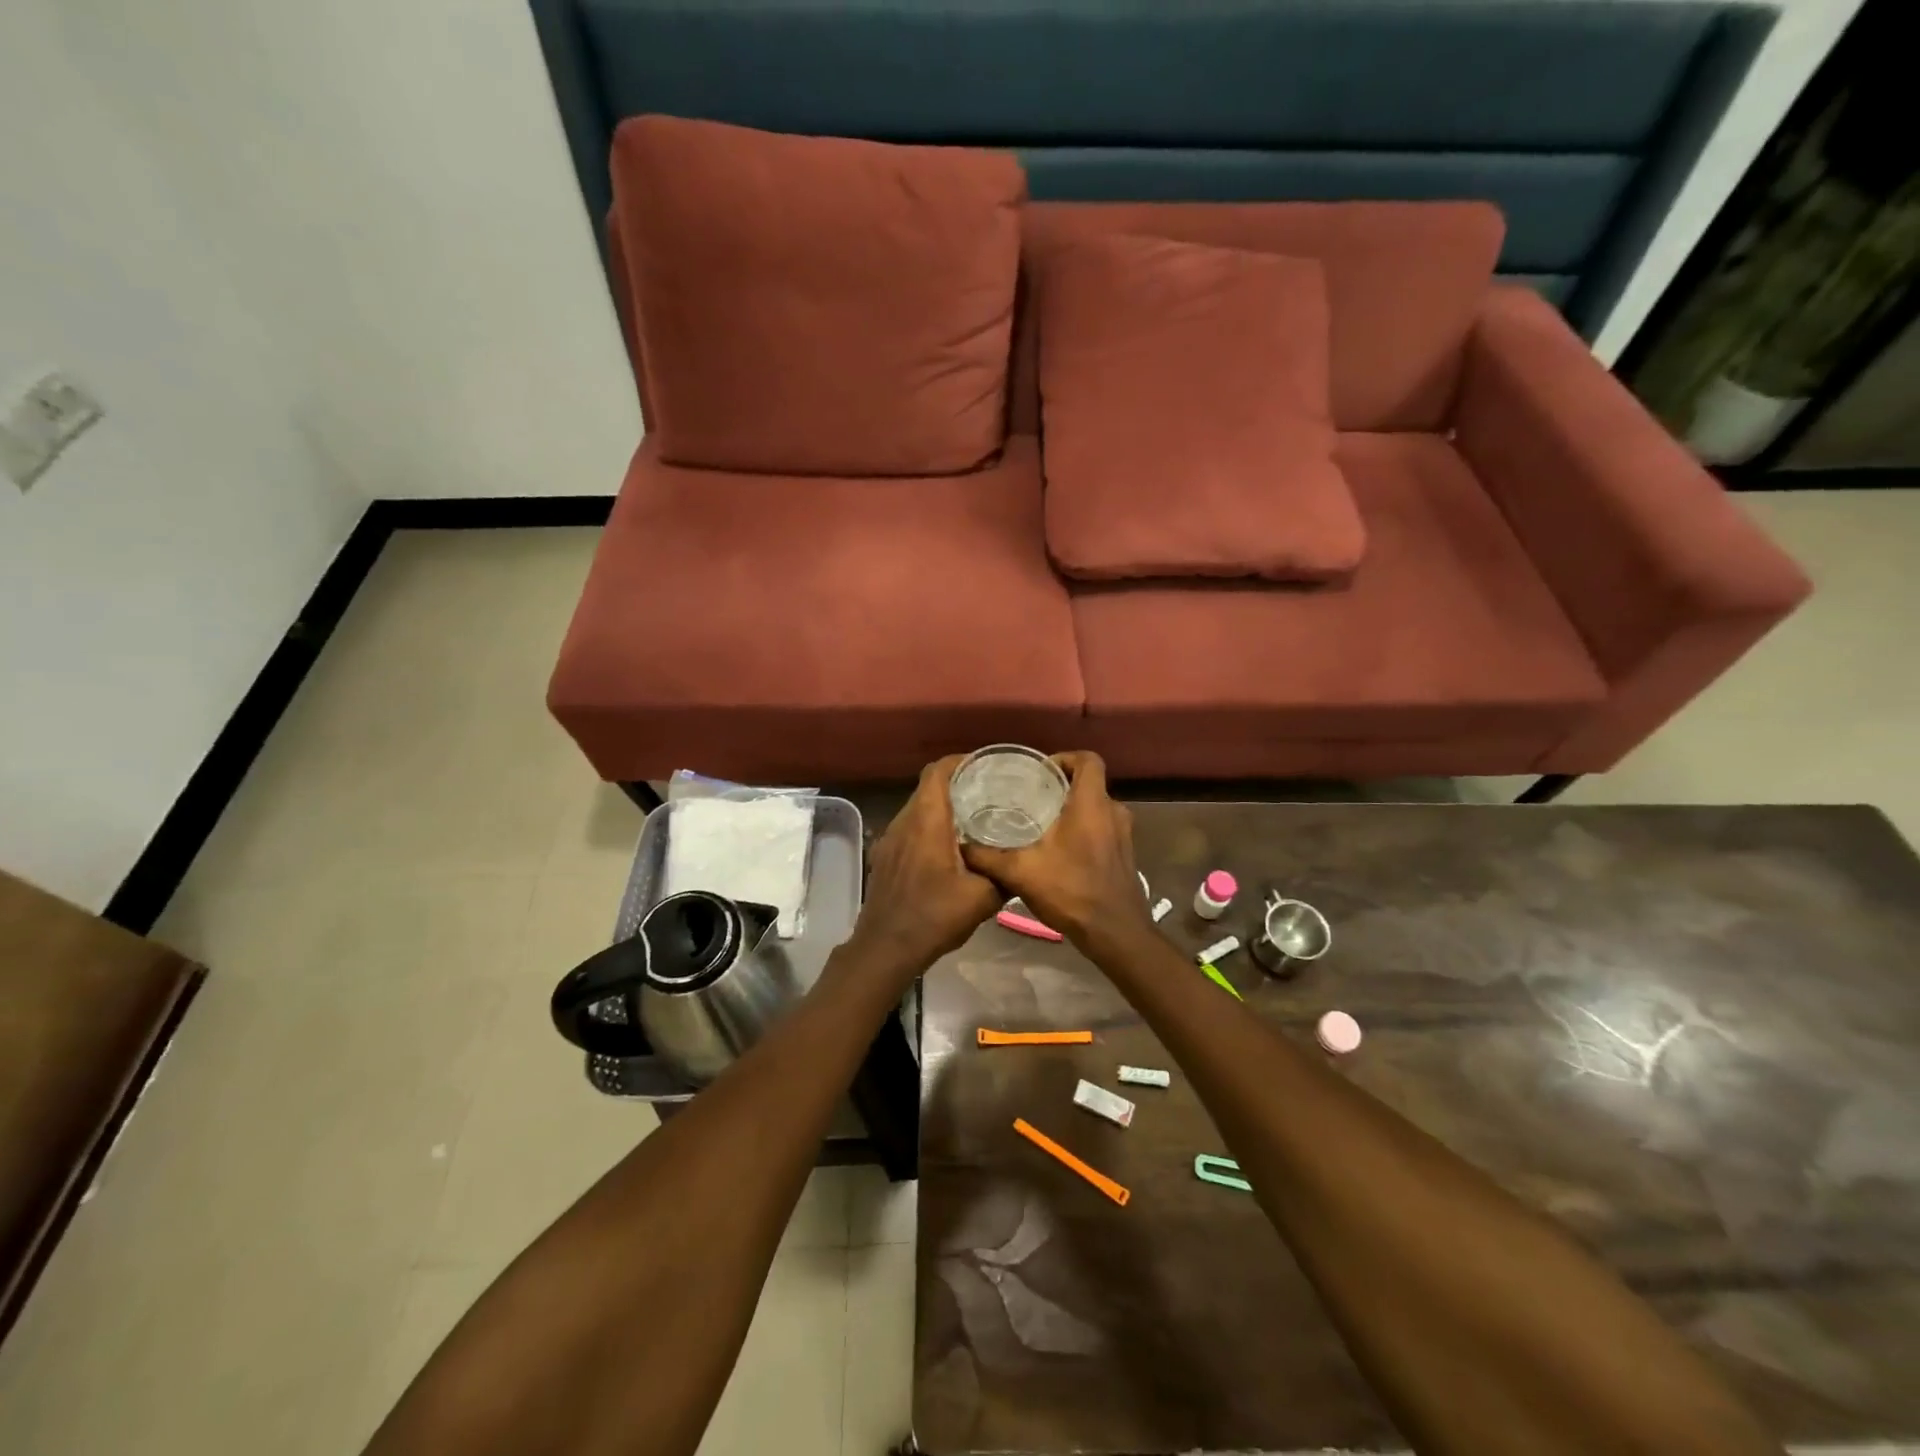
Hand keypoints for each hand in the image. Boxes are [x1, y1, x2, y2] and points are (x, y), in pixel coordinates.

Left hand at [849, 756, 1002, 972]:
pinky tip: (949, 848)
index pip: (939, 770)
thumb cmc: (934, 917)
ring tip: (974, 817)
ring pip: (917, 808)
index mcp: (927, 820)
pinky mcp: (885, 857)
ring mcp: (890, 839)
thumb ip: (1005, 874)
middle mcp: (904, 821)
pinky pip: (909, 829)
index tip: (986, 767)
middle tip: (989, 792)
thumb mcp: (983, 898)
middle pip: (928, 787)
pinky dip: (929, 827)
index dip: (961, 762)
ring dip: (942, 807)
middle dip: (957, 784)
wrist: (886, 948)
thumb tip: (1022, 862)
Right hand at [960, 752, 1152, 948]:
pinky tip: (1059, 851)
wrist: (1115, 933)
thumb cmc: (1071, 891)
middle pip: (1089, 784)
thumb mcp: (1021, 872)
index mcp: (1092, 804)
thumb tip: (961, 845)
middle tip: (1031, 797)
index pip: (1088, 759)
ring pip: (1096, 808)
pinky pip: (1103, 828)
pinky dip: (1083, 830)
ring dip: (1073, 810)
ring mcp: (1123, 834)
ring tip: (1041, 823)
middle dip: (1062, 786)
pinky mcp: (1124, 854)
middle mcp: (1113, 811)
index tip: (1040, 772)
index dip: (1064, 758)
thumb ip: (988, 857)